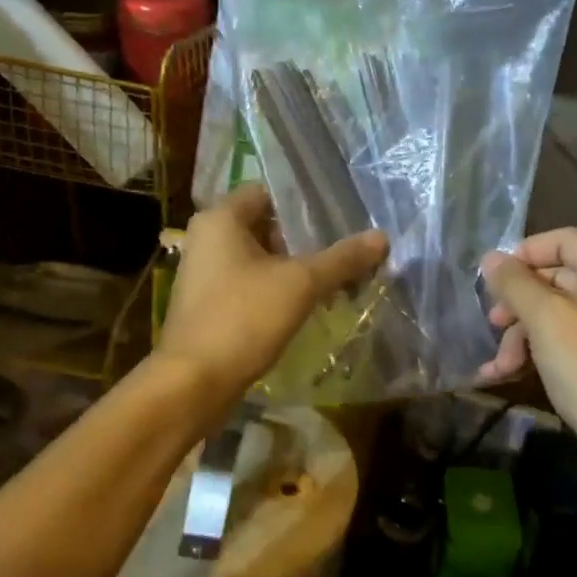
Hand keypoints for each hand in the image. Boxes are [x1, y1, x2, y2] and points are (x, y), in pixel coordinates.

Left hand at [159, 184, 387, 407]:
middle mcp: (207, 239)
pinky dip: (276, 290)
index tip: (339, 218)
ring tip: (335, 281)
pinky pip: (250, 285)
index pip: (267, 193)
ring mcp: (204, 275)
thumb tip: (382, 237)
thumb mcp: (301, 284)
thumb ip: (341, 259)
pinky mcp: (208, 306)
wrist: (193, 383)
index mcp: (220, 219)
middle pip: (265, 227)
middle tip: (344, 251)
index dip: (303, 204)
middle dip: (305, 240)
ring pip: (259, 259)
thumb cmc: (243, 318)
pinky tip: (306, 306)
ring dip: (294, 269)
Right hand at [478, 229, 576, 466]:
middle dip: (517, 302)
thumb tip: (491, 258)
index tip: (493, 278)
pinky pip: (562, 341)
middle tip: (492, 321)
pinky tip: (504, 374)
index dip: (524, 253)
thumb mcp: (545, 318)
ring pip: (553, 314)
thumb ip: (515, 283)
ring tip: (499, 364)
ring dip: (520, 335)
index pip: (563, 239)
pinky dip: (534, 352)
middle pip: (555, 277)